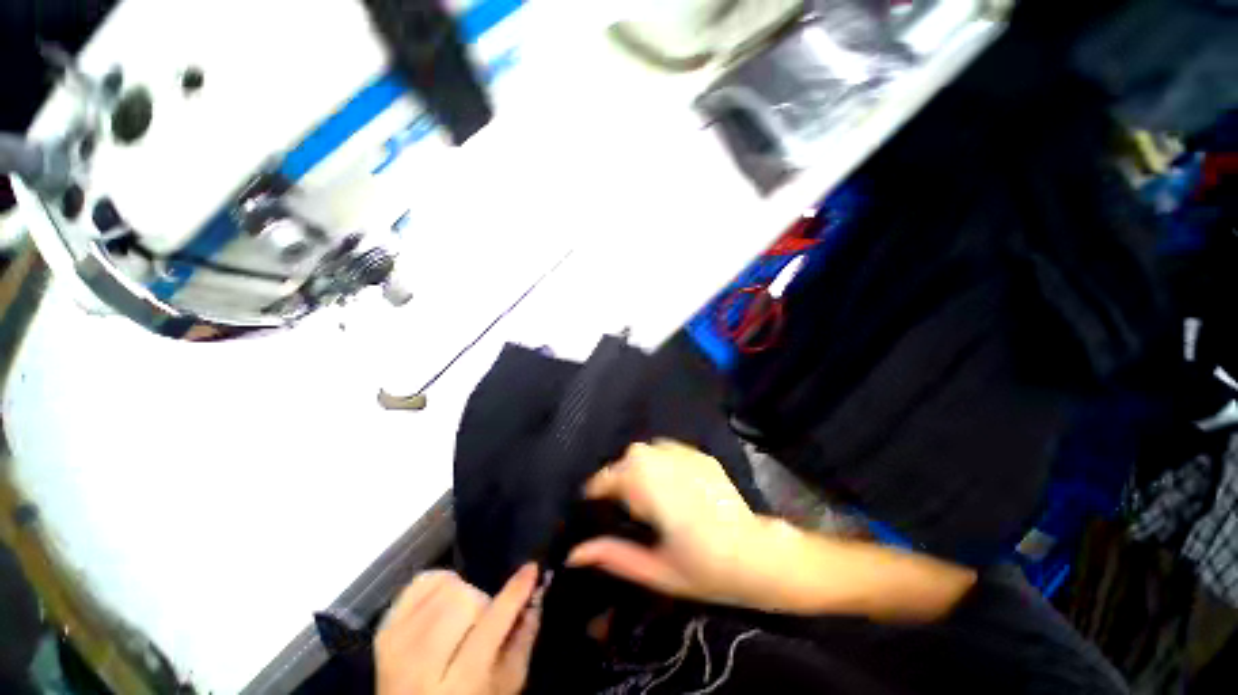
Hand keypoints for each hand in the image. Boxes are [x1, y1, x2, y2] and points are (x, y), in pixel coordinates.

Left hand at [376, 564, 540, 694]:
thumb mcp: (507, 684)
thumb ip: (524, 637)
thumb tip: (537, 590)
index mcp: (459, 686)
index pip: (490, 627)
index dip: (514, 594)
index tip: (532, 568)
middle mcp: (419, 667)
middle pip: (463, 601)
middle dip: (481, 602)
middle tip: (483, 618)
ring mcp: (396, 646)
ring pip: (444, 587)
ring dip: (462, 594)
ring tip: (462, 615)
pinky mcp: (383, 630)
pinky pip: (419, 582)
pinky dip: (439, 583)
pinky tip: (442, 604)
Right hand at [566, 440, 763, 606]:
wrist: (758, 556)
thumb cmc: (706, 571)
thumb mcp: (656, 572)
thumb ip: (614, 557)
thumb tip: (573, 553)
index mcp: (655, 495)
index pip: (613, 478)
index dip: (598, 489)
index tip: (594, 503)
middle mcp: (668, 467)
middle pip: (630, 457)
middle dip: (619, 476)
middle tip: (623, 502)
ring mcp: (688, 457)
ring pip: (648, 449)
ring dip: (639, 466)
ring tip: (644, 491)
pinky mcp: (702, 456)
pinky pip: (669, 448)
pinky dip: (659, 460)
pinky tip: (668, 481)